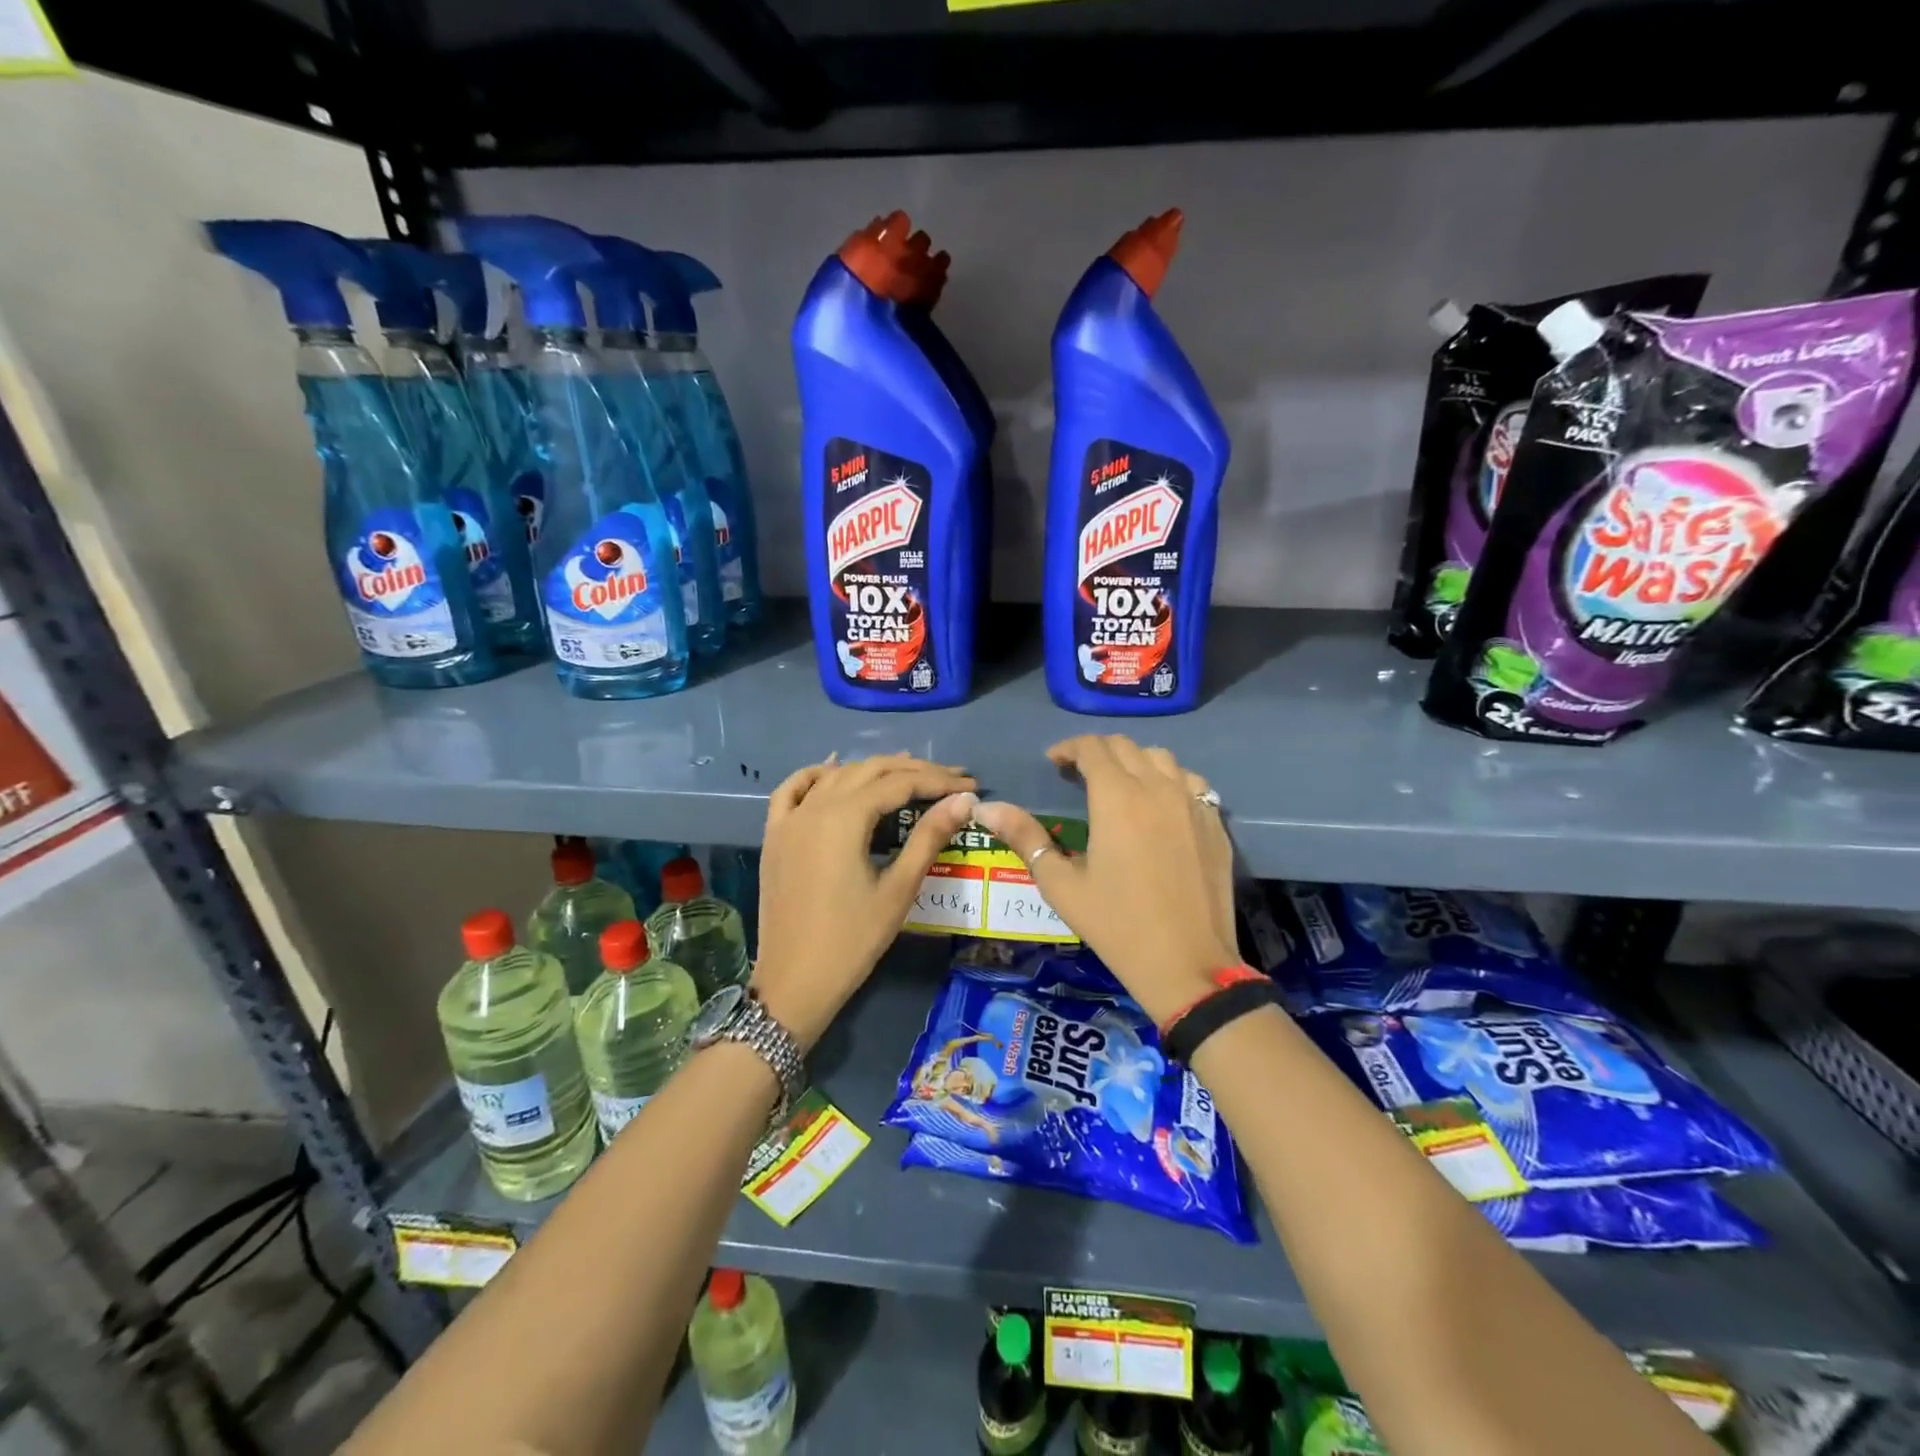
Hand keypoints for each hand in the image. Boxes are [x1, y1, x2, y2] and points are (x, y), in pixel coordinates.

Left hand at [752, 753, 975, 1049]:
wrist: (794, 983)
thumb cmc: (852, 941)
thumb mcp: (898, 890)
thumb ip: (929, 838)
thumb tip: (963, 801)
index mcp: (844, 818)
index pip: (899, 783)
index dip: (938, 780)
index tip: (971, 785)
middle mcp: (814, 807)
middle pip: (869, 771)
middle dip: (913, 770)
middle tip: (951, 778)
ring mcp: (789, 819)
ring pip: (836, 776)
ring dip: (873, 770)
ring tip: (909, 772)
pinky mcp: (775, 836)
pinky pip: (792, 790)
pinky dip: (816, 775)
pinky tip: (834, 769)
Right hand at [973, 736, 1235, 1025]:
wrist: (1188, 964)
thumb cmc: (1116, 925)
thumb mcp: (1061, 884)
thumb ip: (1025, 837)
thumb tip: (986, 808)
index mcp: (1117, 797)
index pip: (1092, 748)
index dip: (1069, 748)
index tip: (1054, 763)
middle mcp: (1158, 788)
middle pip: (1126, 747)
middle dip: (1098, 752)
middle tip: (1078, 776)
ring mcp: (1193, 804)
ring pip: (1162, 759)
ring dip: (1134, 762)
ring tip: (1120, 786)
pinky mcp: (1215, 824)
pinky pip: (1191, 784)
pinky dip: (1169, 781)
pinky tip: (1160, 807)